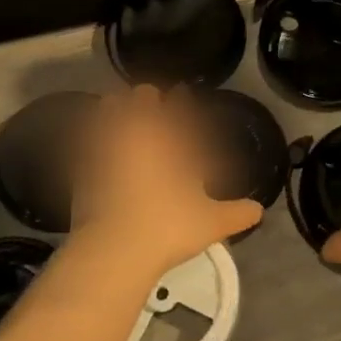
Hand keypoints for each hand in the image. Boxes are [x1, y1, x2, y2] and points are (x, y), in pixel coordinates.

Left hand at [71, 85, 261, 278]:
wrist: (113, 249)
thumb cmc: (168, 227)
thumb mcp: (211, 223)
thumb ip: (237, 213)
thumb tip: (259, 211)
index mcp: (171, 139)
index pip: (179, 107)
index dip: (182, 98)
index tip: (183, 91)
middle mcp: (139, 134)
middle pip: (141, 98)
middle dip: (148, 98)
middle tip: (152, 103)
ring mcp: (106, 146)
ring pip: (110, 109)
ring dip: (118, 108)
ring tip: (121, 114)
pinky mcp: (82, 165)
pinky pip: (88, 137)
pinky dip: (94, 135)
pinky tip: (98, 144)